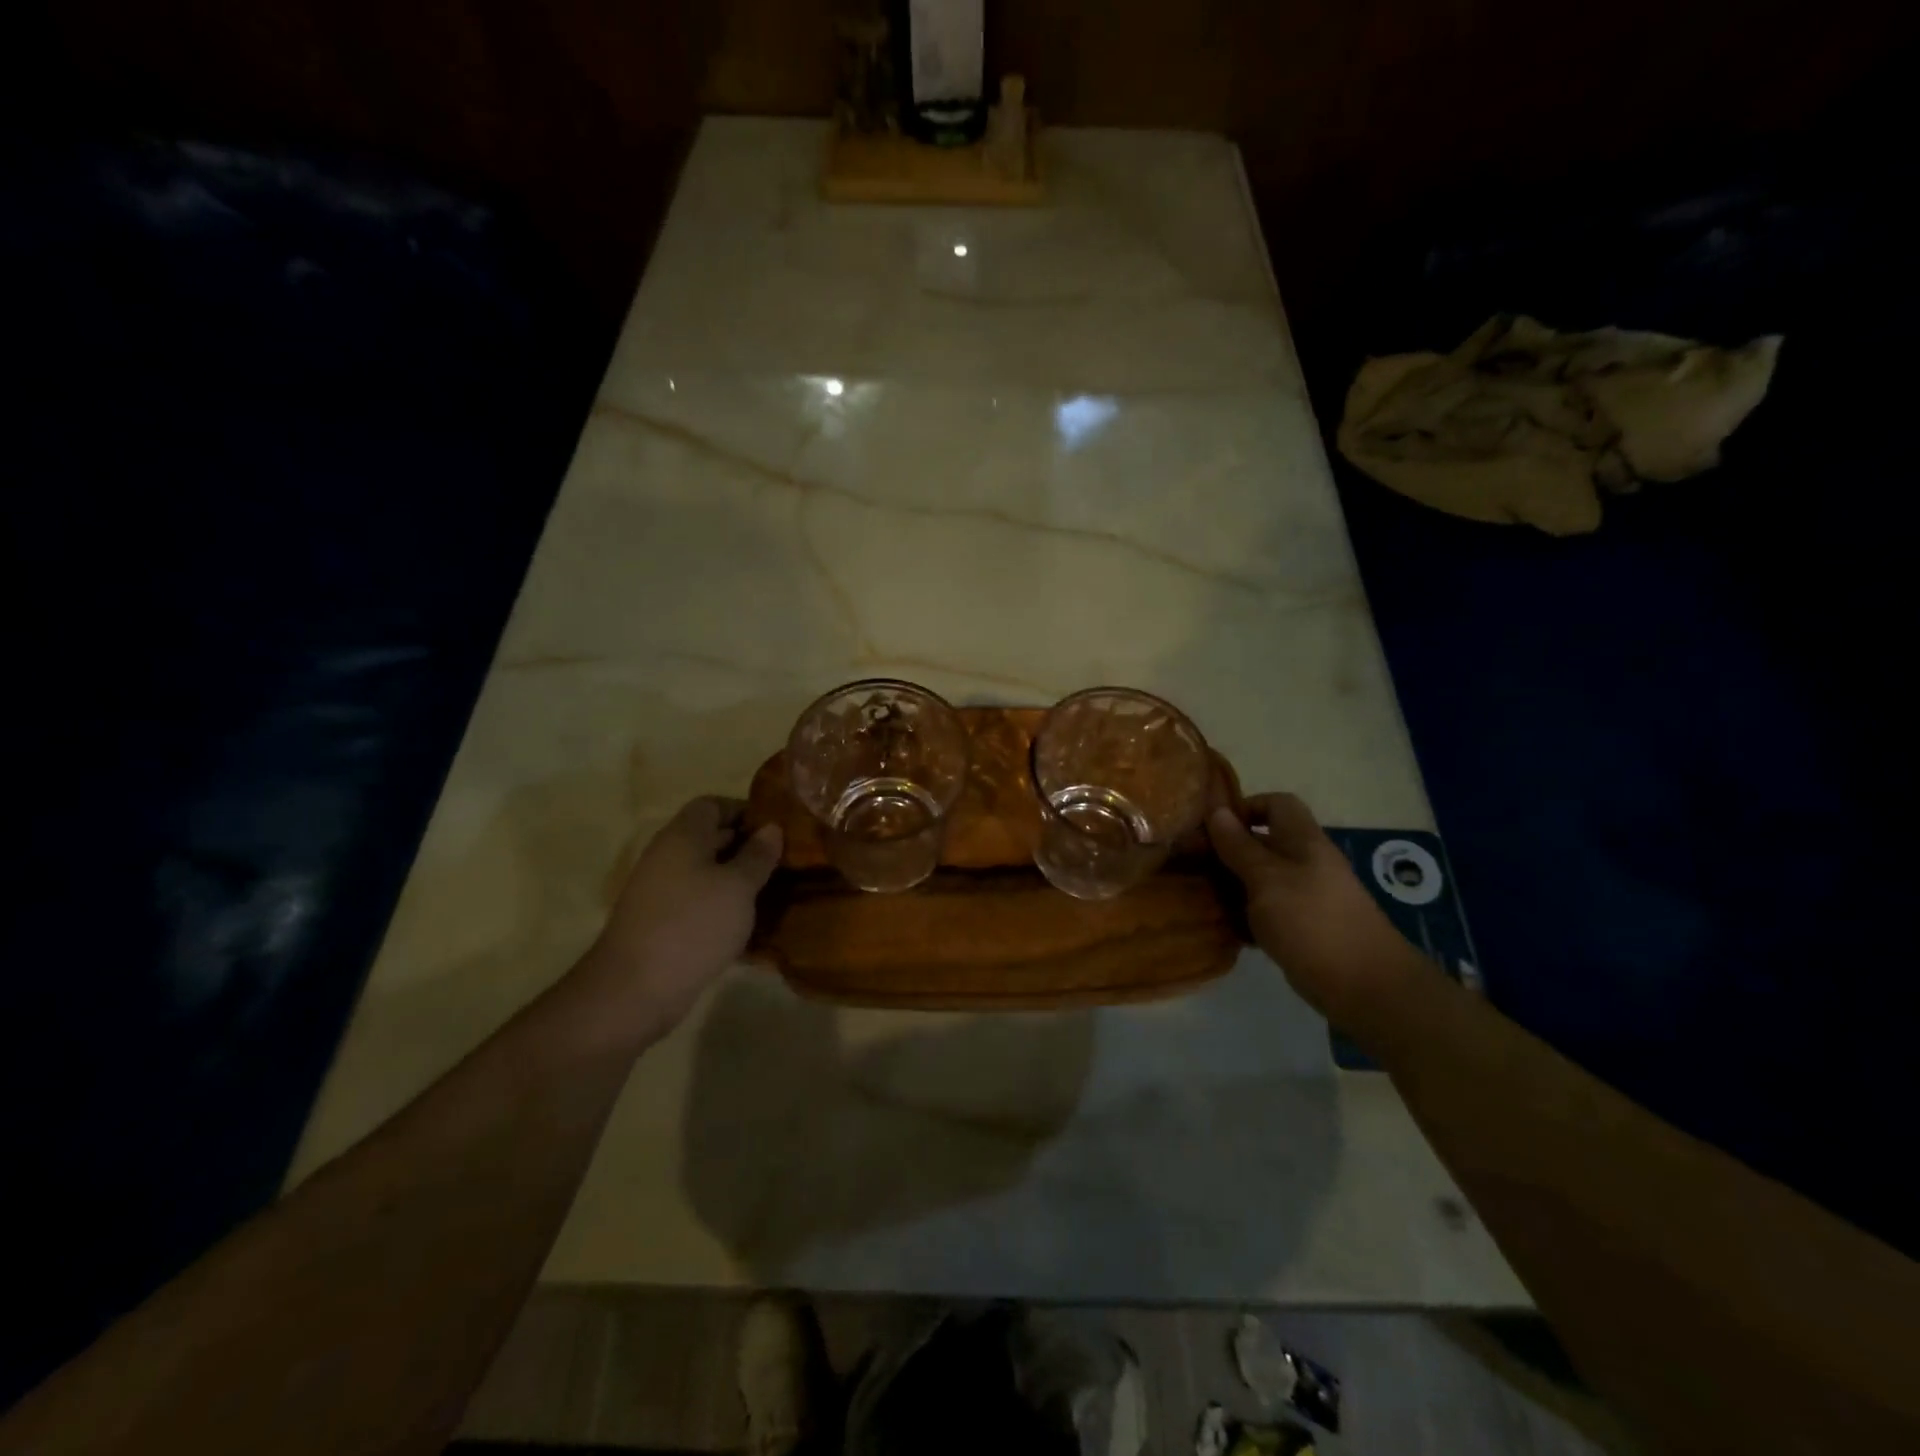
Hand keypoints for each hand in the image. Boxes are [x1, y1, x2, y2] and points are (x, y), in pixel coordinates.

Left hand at [570, 797, 782, 1041]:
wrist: (634, 990)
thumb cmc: (692, 925)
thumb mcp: (738, 887)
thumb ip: (758, 855)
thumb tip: (772, 827)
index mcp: (682, 836)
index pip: (713, 805)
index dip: (745, 811)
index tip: (777, 829)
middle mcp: (667, 856)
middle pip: (709, 838)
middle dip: (746, 847)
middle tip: (783, 861)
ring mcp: (659, 891)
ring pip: (705, 873)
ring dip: (736, 880)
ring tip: (772, 893)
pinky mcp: (660, 923)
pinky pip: (697, 903)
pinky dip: (721, 907)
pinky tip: (746, 925)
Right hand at [1207, 793, 1428, 1023]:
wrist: (1363, 985)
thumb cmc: (1312, 921)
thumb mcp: (1267, 878)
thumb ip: (1239, 846)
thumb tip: (1216, 811)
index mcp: (1302, 841)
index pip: (1276, 804)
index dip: (1244, 808)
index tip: (1211, 827)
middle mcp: (1303, 863)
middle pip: (1261, 843)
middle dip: (1226, 850)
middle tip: (1189, 863)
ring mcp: (1302, 897)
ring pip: (1257, 878)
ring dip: (1228, 884)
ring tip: (1196, 894)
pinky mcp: (1298, 927)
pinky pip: (1262, 910)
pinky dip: (1241, 914)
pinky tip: (1217, 924)